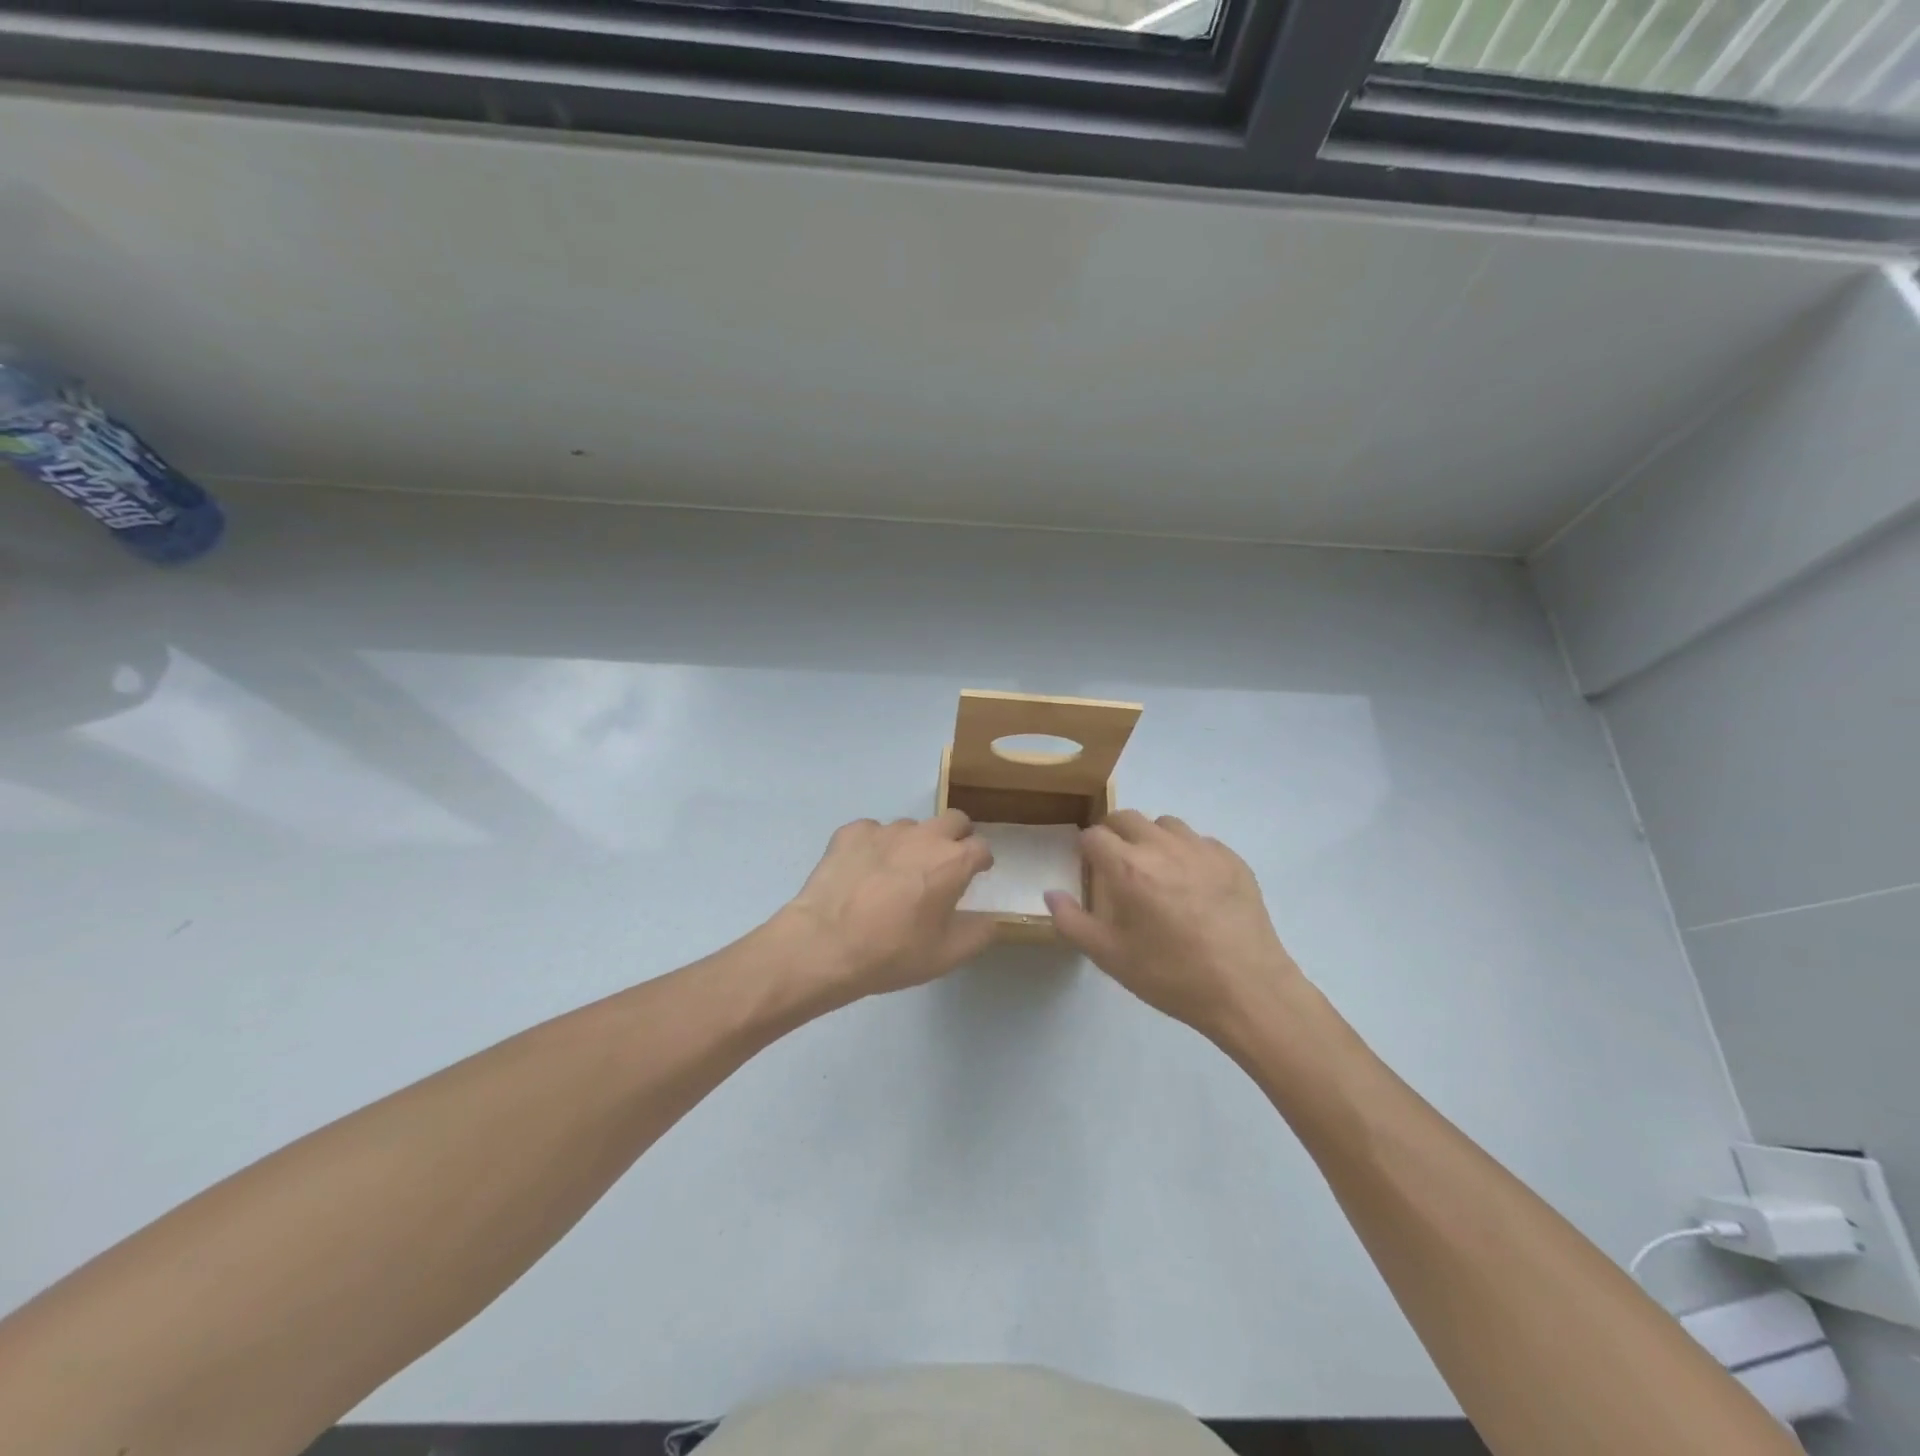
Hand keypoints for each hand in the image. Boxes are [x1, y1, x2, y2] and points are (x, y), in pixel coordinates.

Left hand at [780, 809, 996, 1003]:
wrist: (824, 944)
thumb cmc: (892, 952)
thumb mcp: (946, 955)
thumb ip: (979, 933)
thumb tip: (991, 919)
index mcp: (952, 862)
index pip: (981, 847)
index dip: (981, 861)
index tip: (975, 874)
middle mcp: (923, 836)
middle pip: (953, 820)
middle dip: (956, 837)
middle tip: (943, 865)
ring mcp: (884, 830)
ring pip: (911, 827)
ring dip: (913, 844)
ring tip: (895, 874)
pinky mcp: (851, 832)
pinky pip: (872, 832)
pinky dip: (874, 847)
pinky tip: (862, 873)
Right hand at [1044, 810, 1300, 1040]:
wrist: (1247, 990)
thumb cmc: (1171, 975)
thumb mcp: (1110, 957)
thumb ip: (1072, 921)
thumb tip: (1051, 893)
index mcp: (1128, 868)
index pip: (1094, 836)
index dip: (1086, 849)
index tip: (1089, 868)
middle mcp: (1162, 847)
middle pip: (1127, 817)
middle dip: (1114, 834)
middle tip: (1116, 865)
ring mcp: (1201, 849)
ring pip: (1165, 824)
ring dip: (1151, 838)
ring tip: (1156, 871)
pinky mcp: (1232, 859)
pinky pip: (1199, 841)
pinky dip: (1187, 853)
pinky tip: (1193, 886)